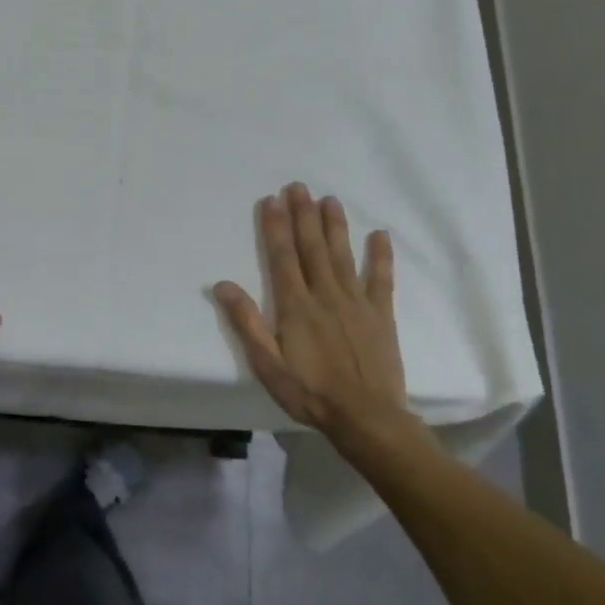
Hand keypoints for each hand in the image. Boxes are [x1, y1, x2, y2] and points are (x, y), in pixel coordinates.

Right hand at [214, 183, 410, 443]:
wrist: (367, 418)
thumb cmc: (309, 392)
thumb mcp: (267, 364)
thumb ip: (246, 322)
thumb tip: (223, 285)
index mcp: (295, 306)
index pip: (282, 257)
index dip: (275, 227)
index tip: (271, 200)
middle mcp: (325, 295)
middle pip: (311, 248)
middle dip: (303, 215)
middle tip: (298, 186)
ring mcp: (356, 302)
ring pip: (342, 256)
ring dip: (335, 226)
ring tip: (329, 199)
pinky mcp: (381, 315)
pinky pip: (381, 280)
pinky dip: (380, 256)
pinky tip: (379, 235)